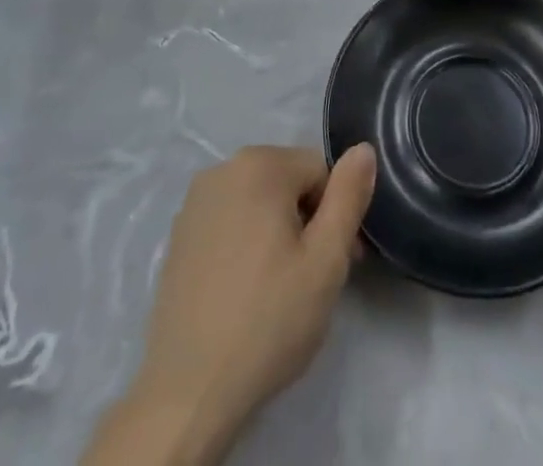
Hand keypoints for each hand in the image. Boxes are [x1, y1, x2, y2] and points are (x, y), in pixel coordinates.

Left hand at [88, 144, 375, 465]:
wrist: (187, 393)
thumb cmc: (268, 321)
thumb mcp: (326, 260)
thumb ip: (349, 196)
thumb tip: (364, 148)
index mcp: (259, 164)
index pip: (320, 170)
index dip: (338, 212)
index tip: (343, 261)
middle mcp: (222, 169)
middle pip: (288, 182)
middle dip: (308, 220)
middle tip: (314, 279)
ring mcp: (195, 202)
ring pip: (259, 202)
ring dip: (278, 232)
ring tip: (282, 289)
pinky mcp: (179, 236)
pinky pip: (230, 222)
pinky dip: (246, 244)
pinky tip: (246, 292)